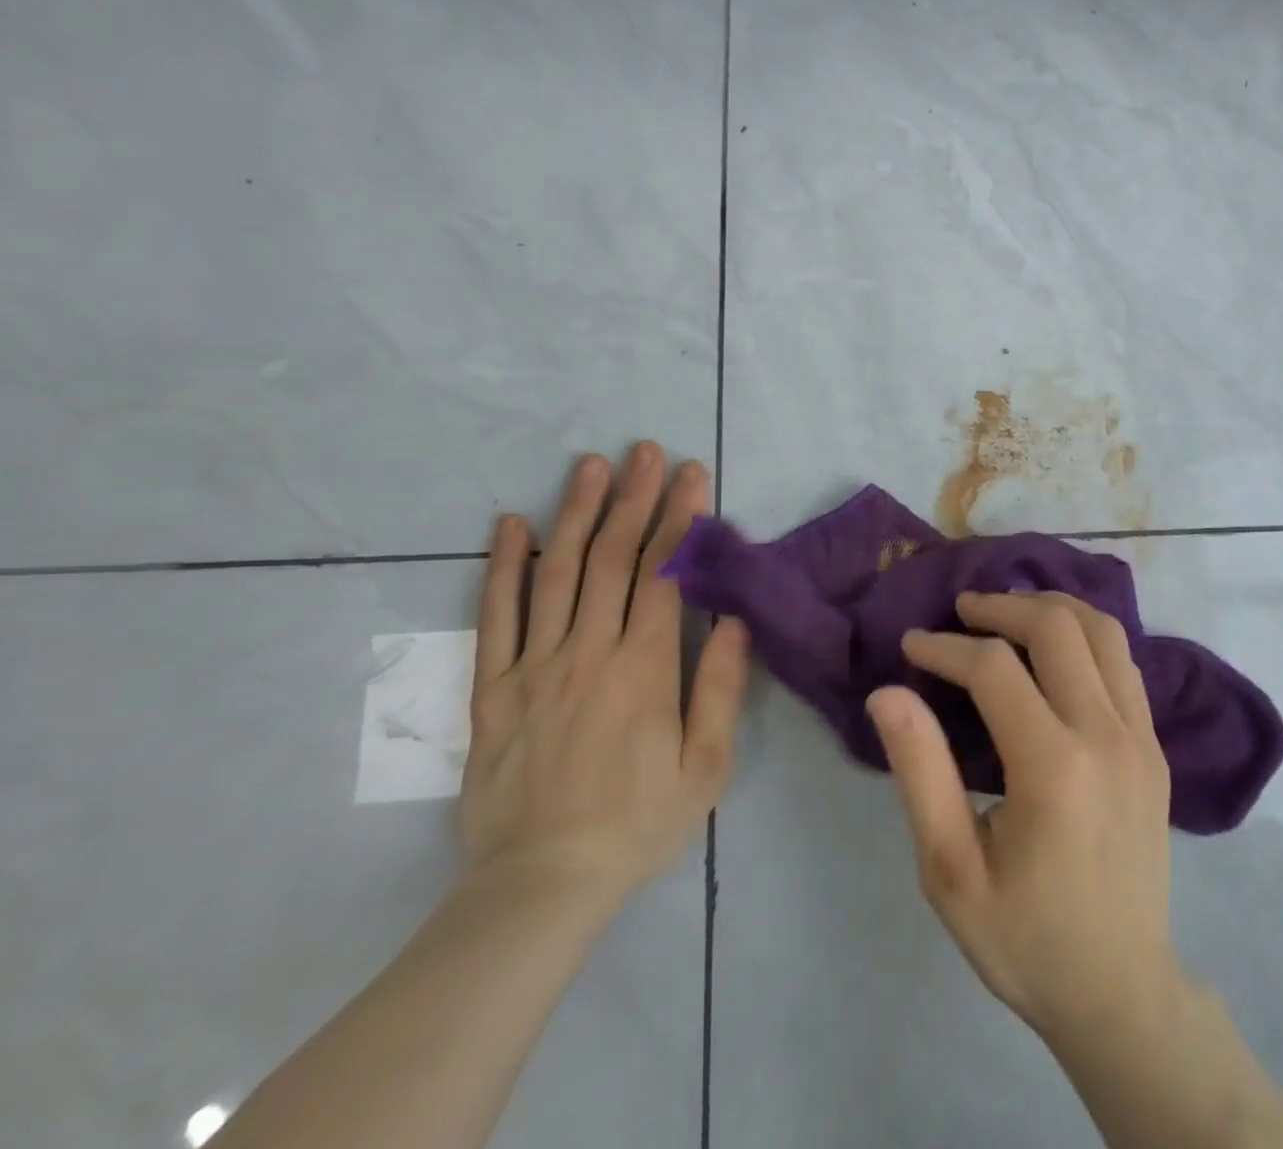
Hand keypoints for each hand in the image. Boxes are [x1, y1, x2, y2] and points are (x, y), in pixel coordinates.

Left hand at [460, 443, 749, 913]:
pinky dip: (504, 567)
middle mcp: (587, 653)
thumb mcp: (705, 766)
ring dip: (576, 513)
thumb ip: (718, 688)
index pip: (663, 574)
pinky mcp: (493, 689)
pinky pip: (496, 618)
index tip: (692, 476)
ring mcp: (534, 667)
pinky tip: (512, 525)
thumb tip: (734, 620)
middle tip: (644, 451)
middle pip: (611, 559)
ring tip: (590, 466)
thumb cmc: (638, 823)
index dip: (679, 520)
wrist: (541, 885)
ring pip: (556, 574)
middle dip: (633, 498)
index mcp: (643, 669)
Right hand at [866, 591, 1185, 1043]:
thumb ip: (920, 772)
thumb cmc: (1025, 938)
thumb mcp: (951, 870)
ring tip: (1007, 613)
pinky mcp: (1157, 747)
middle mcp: (1107, 735)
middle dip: (1001, 607)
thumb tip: (888, 693)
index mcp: (1053, 767)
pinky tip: (1056, 648)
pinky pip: (1124, 662)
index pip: (994, 669)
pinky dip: (1086, 635)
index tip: (911, 645)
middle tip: (961, 610)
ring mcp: (1142, 737)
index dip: (945, 647)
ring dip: (1050, 608)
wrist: (1122, 993)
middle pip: (1057, 627)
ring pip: (1103, 631)